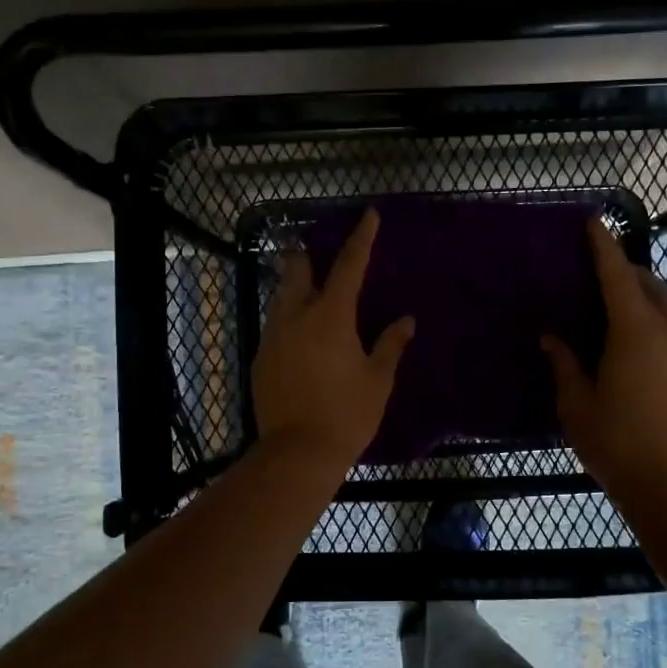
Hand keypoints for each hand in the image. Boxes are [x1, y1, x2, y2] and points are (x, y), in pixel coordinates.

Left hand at [253, 209, 415, 471]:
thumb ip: (391, 345)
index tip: (369, 214)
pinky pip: (275, 327)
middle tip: (322, 257)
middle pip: (298, 271)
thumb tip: (406, 321)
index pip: (349, 265)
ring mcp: (273, 337)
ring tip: (313, 297)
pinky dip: (289, 321)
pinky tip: (300, 339)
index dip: (361, 238)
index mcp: (331, 316)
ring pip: (281, 298)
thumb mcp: (377, 380)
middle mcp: (296, 317)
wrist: (297, 453)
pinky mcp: (260, 359)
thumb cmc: (346, 414)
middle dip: (309, 257)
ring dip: (296, 289)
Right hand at [543, 221, 666, 502]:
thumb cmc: (614, 440)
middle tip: (599, 274)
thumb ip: (564, 363)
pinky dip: (658, 318)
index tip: (593, 222)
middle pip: (650, 285)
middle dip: (626, 271)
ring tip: (619, 305)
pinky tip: (638, 341)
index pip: (617, 276)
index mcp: (634, 331)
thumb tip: (552, 337)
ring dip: (646, 294)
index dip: (603, 247)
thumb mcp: (575, 402)